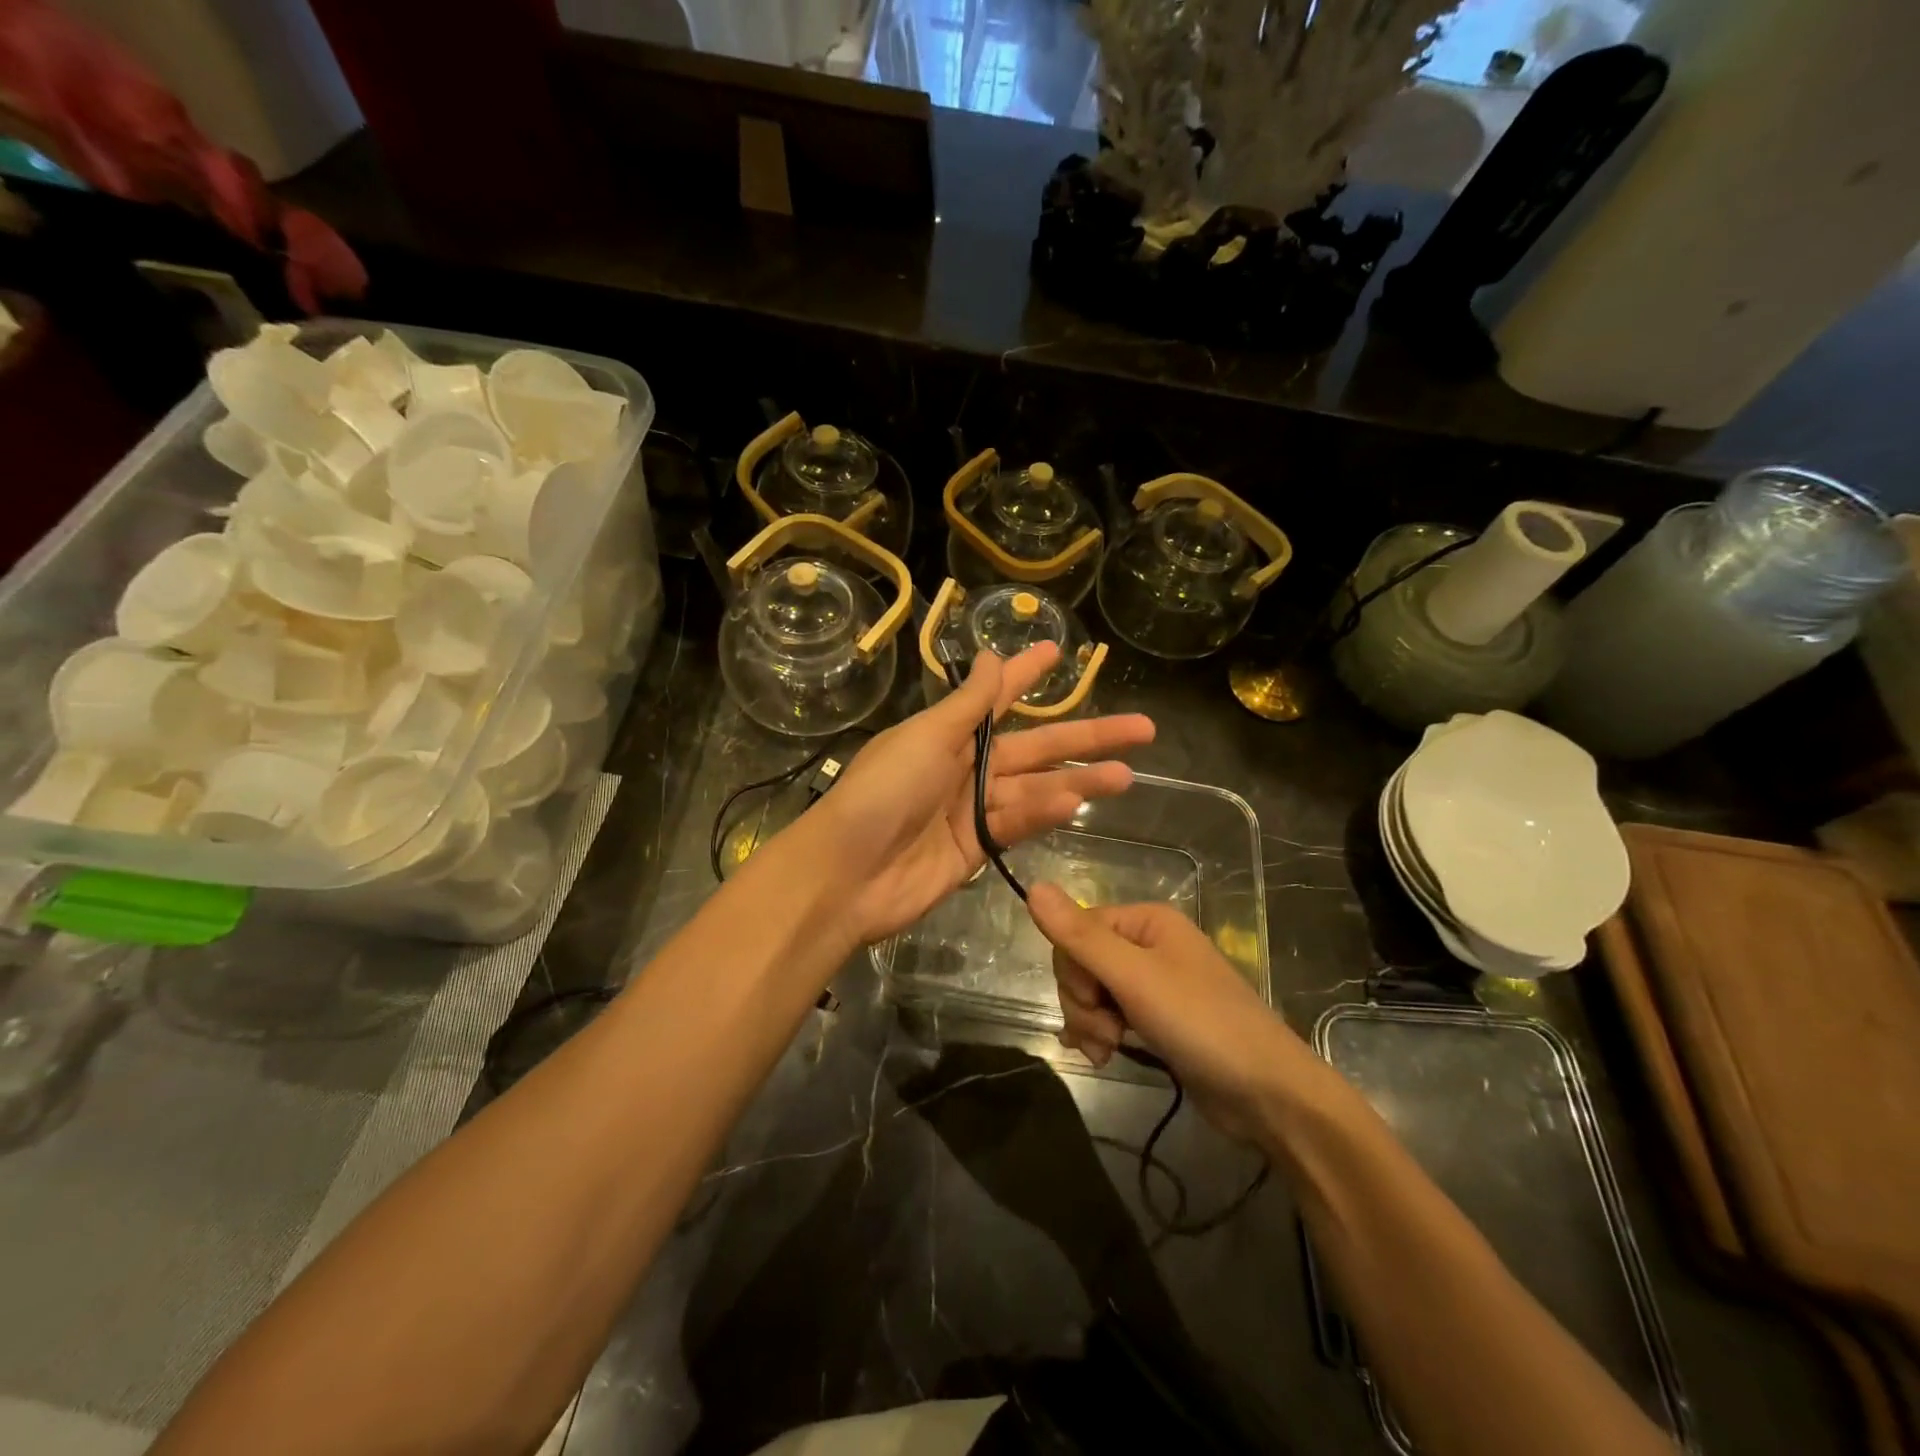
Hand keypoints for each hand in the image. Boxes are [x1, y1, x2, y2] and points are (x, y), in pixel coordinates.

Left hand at [804, 645, 1154, 945]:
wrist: (848, 873)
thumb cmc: (883, 791)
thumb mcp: (926, 737)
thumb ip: (968, 705)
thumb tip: (990, 656)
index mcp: (947, 733)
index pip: (998, 697)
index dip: (1027, 674)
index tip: (1060, 652)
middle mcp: (964, 766)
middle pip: (1035, 746)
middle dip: (1086, 736)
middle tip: (1142, 728)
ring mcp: (971, 809)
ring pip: (1036, 787)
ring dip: (1078, 781)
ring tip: (1126, 775)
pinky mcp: (976, 848)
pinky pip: (1017, 823)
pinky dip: (1043, 814)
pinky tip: (1076, 804)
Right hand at [1027, 885, 1316, 1140]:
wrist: (1266, 1093)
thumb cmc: (1201, 1024)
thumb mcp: (1134, 978)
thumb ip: (1081, 936)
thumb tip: (1032, 887)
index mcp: (1145, 921)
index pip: (1077, 930)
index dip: (1073, 970)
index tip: (1094, 1002)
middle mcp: (1148, 944)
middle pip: (1082, 962)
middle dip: (1083, 1002)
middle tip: (1107, 1034)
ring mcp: (1153, 984)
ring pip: (1092, 992)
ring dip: (1090, 1023)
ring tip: (1109, 1051)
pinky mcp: (1155, 1019)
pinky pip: (1108, 1014)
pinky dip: (1100, 1034)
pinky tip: (1103, 1055)